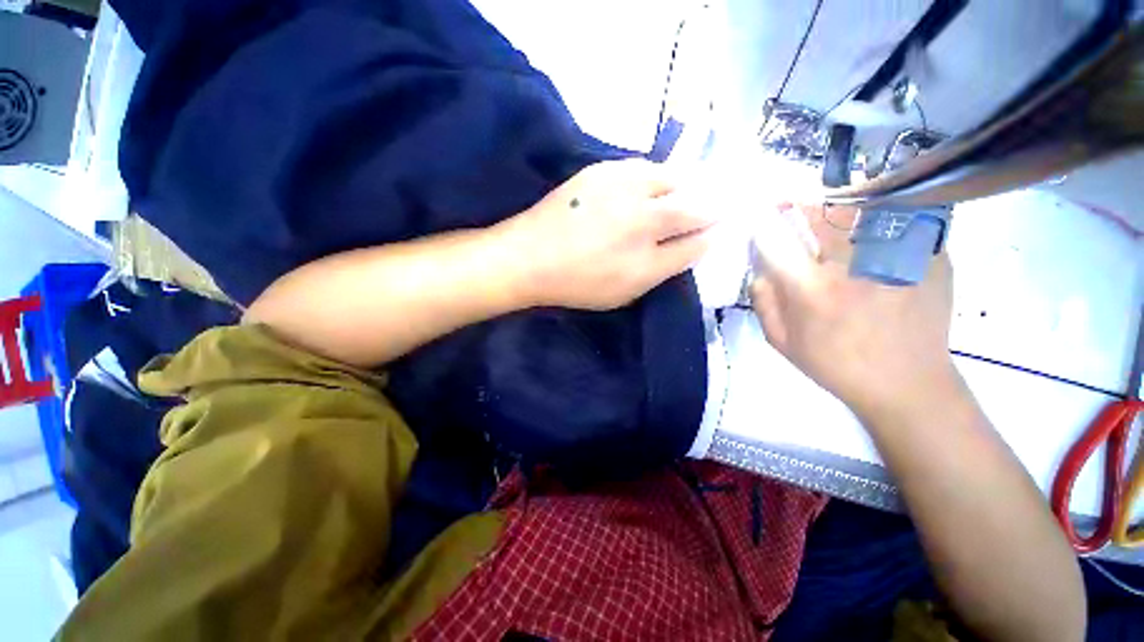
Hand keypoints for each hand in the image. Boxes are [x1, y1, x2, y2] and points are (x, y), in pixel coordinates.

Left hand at [501, 159, 714, 310]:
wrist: (530, 257)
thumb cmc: (575, 285)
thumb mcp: (621, 295)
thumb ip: (657, 273)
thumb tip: (684, 250)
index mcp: (646, 264)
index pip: (694, 246)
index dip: (710, 238)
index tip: (717, 232)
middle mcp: (641, 225)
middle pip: (693, 210)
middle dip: (712, 208)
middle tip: (719, 206)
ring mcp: (623, 193)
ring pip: (673, 180)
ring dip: (687, 185)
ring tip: (688, 190)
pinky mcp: (603, 172)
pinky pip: (643, 167)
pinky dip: (656, 175)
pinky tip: (654, 182)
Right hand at [749, 204, 959, 423]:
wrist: (908, 383)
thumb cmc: (836, 365)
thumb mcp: (781, 342)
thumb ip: (763, 301)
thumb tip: (760, 269)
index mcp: (812, 289)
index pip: (776, 239)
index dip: (763, 222)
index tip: (759, 216)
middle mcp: (853, 265)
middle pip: (821, 213)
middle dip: (799, 204)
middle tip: (791, 204)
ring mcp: (897, 257)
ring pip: (862, 209)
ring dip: (837, 205)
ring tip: (828, 213)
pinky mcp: (929, 256)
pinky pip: (898, 221)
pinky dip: (877, 218)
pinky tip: (869, 233)